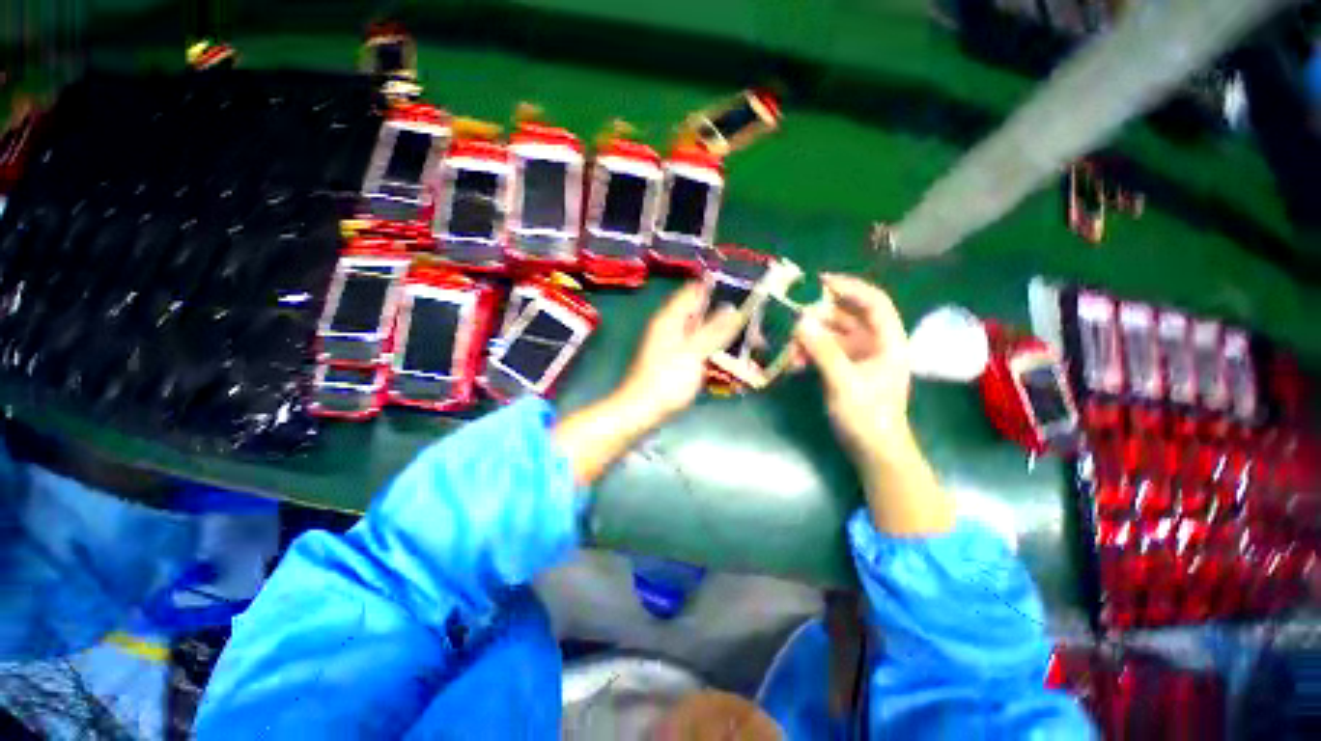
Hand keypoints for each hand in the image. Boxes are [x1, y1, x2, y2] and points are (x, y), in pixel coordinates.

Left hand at [617, 282, 743, 424]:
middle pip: (703, 313)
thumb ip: (714, 330)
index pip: (695, 291)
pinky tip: (734, 361)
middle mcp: (672, 327)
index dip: (718, 286)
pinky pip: (702, 351)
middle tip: (756, 326)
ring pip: (705, 333)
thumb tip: (733, 308)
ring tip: (753, 344)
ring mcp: (675, 346)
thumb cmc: (666, 379)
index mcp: (671, 318)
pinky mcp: (678, 363)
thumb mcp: (693, 352)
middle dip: (729, 317)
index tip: (745, 289)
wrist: (642, 411)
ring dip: (726, 337)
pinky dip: (717, 353)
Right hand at [794, 274, 950, 533]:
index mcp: (888, 341)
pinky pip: (824, 351)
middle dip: (819, 311)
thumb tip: (799, 321)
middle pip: (847, 316)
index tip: (818, 282)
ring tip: (785, 337)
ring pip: (832, 334)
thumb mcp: (844, 382)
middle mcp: (874, 343)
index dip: (848, 287)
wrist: (874, 451)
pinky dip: (808, 352)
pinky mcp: (845, 369)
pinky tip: (791, 361)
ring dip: (809, 335)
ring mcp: (858, 357)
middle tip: (790, 307)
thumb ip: (823, 350)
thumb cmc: (868, 416)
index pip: (873, 302)